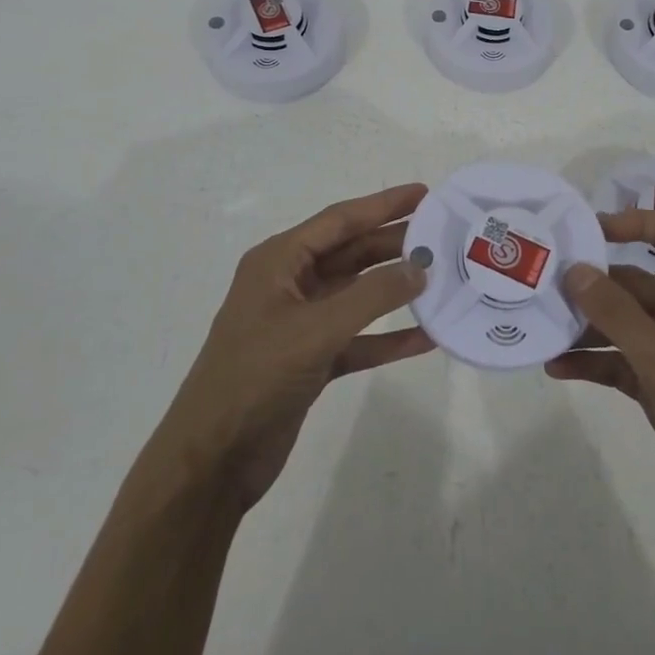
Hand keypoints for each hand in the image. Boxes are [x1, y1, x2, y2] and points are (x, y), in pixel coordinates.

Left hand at [143, 183, 432, 514]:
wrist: (213, 459)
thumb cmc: (256, 377)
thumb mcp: (315, 329)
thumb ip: (371, 296)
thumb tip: (419, 267)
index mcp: (278, 262)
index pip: (339, 221)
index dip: (382, 205)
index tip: (424, 194)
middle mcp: (289, 285)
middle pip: (351, 253)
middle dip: (394, 243)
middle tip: (442, 235)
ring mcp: (300, 324)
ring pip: (357, 295)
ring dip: (395, 289)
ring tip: (442, 277)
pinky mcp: (311, 360)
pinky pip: (358, 338)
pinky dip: (388, 337)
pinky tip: (426, 337)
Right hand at [549, 209, 654, 561]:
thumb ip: (618, 316)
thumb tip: (576, 270)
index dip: (639, 222)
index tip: (591, 233)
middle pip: (640, 281)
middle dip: (595, 283)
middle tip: (545, 285)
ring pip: (627, 324)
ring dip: (588, 326)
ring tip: (542, 328)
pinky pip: (623, 362)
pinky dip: (594, 362)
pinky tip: (558, 369)